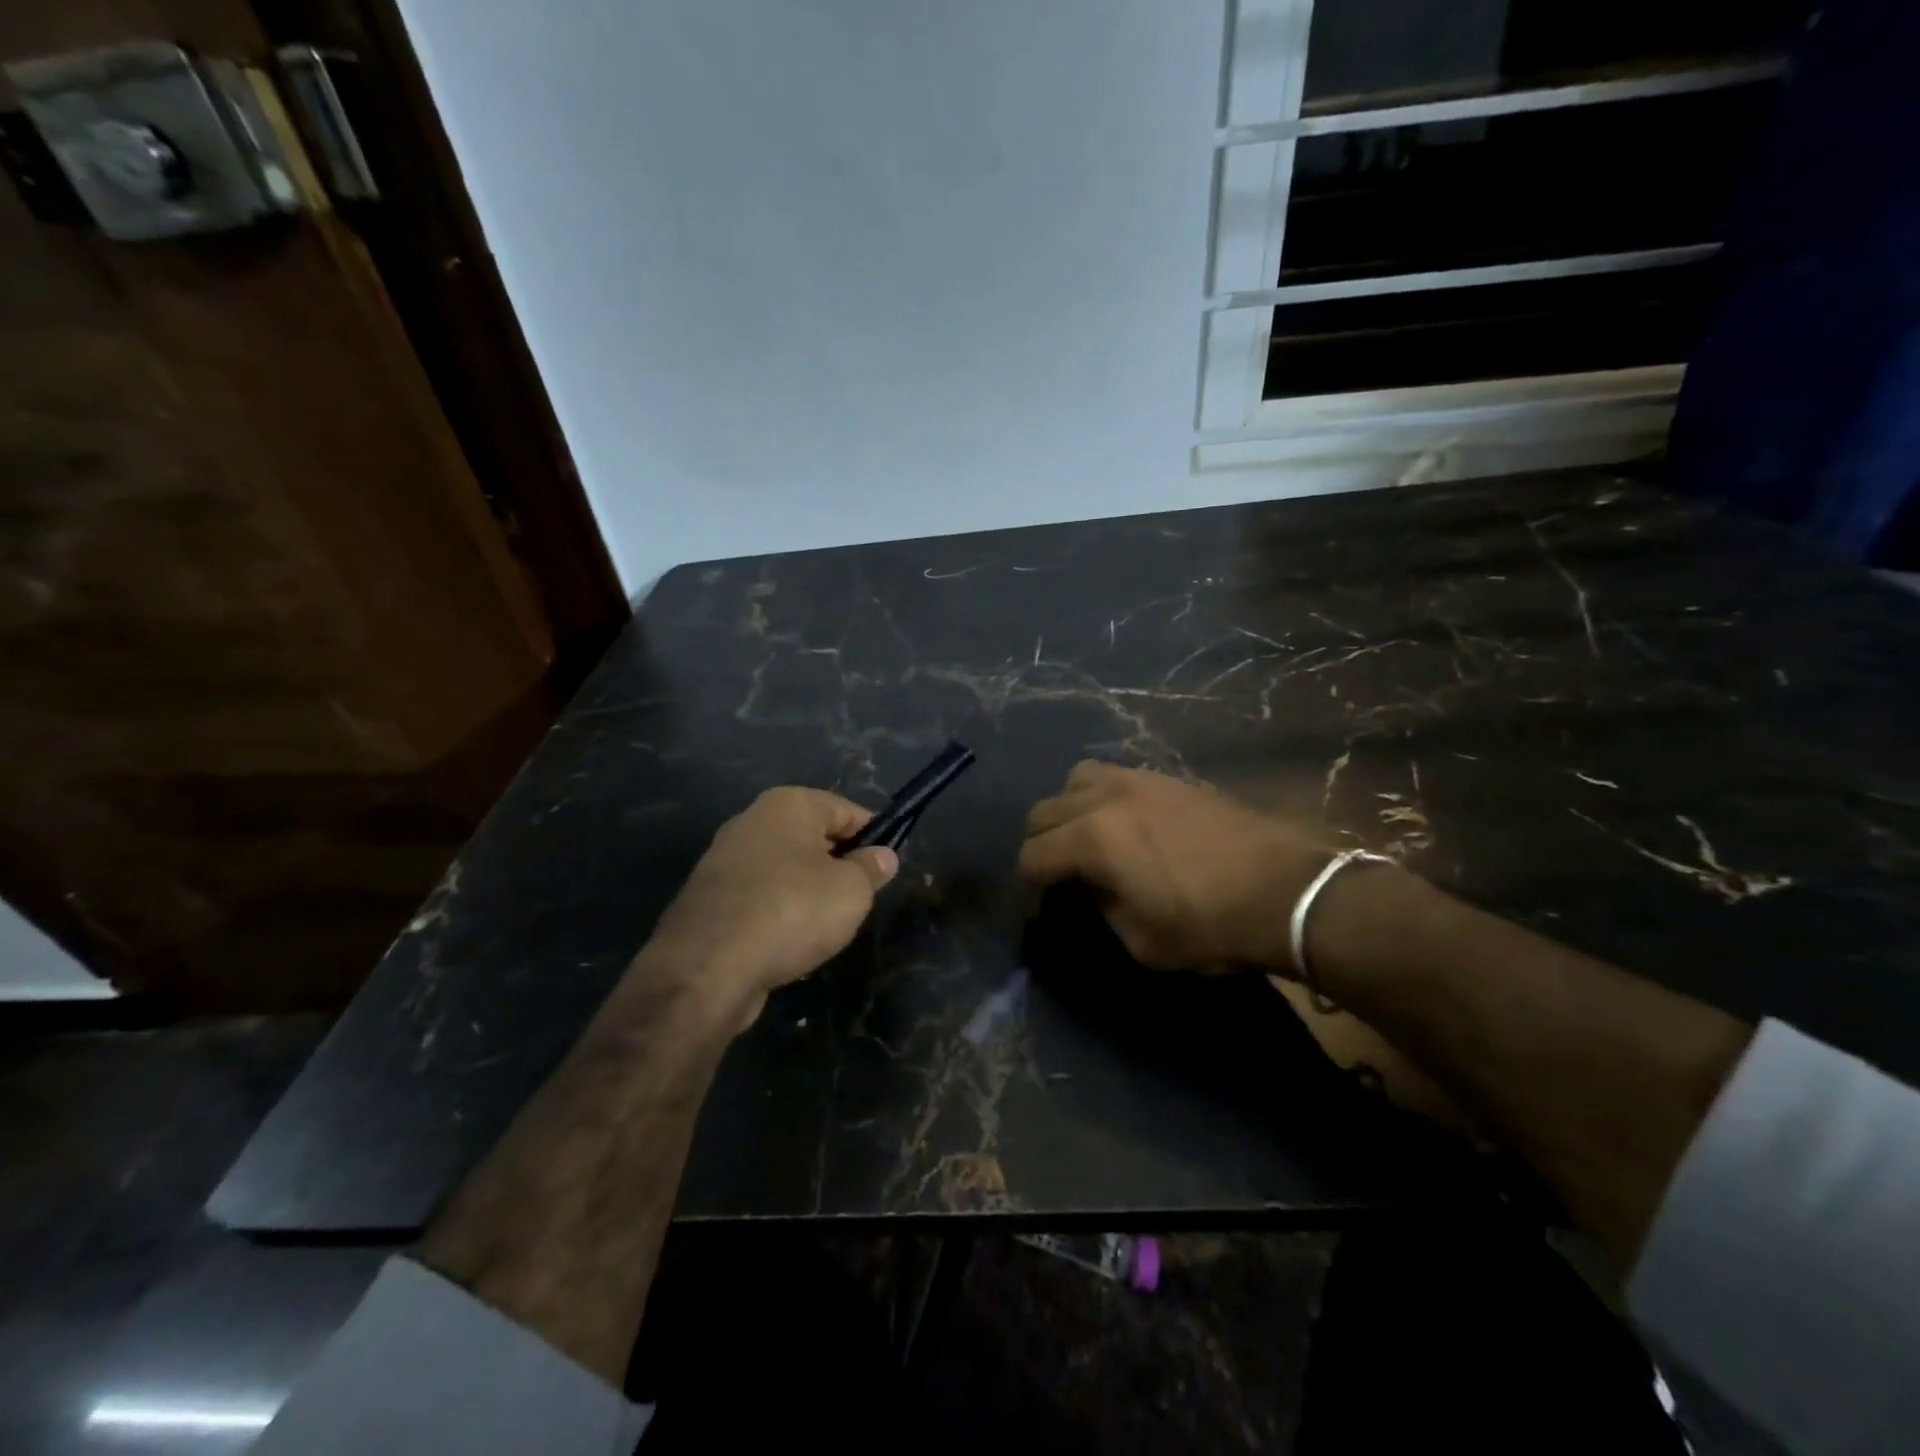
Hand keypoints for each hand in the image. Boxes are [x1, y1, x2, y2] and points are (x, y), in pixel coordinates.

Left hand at [646, 787, 898, 1021]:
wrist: (707, 969)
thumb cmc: (792, 911)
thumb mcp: (852, 890)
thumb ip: (871, 868)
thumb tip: (882, 856)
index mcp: (787, 805)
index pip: (845, 809)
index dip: (873, 835)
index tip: (887, 865)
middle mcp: (752, 822)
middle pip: (812, 838)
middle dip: (839, 865)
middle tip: (860, 898)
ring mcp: (724, 861)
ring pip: (785, 870)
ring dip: (808, 893)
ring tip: (827, 926)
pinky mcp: (709, 900)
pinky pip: (759, 899)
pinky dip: (779, 915)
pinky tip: (790, 943)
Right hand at [1019, 762, 1334, 971]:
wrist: (1288, 891)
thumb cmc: (1211, 925)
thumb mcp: (1142, 941)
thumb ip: (1102, 909)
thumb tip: (1092, 889)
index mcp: (1092, 839)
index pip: (1033, 857)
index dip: (1028, 889)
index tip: (1039, 912)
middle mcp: (1105, 799)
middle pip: (1044, 812)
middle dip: (1040, 846)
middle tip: (1056, 877)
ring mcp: (1138, 781)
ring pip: (1076, 780)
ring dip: (1068, 809)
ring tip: (1086, 837)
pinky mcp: (1168, 778)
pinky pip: (1115, 775)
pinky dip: (1103, 797)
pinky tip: (1125, 824)